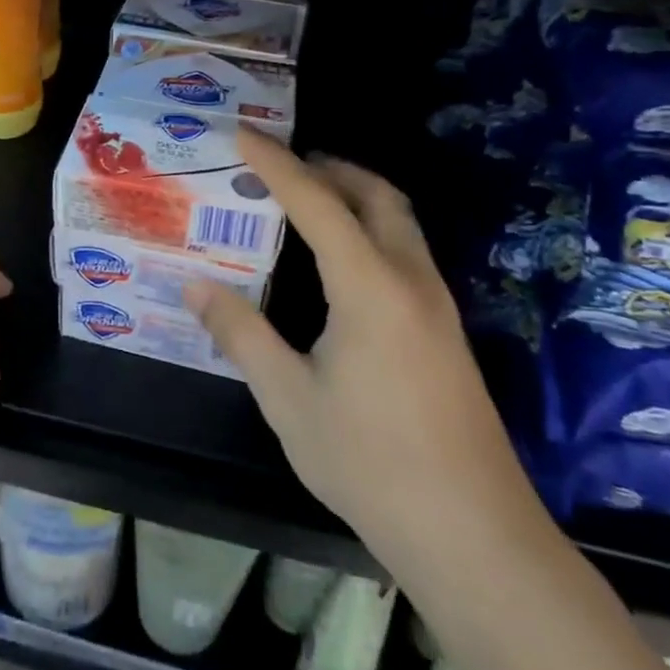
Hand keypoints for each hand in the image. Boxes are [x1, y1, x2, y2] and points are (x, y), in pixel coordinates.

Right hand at [185, 132, 542, 578]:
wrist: (474, 535)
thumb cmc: (370, 463)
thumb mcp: (288, 399)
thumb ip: (241, 334)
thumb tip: (195, 286)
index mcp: (369, 286)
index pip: (317, 202)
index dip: (277, 163)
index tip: (243, 133)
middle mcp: (411, 279)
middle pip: (376, 195)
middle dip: (329, 167)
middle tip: (281, 163)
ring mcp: (437, 305)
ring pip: (399, 221)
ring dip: (355, 195)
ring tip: (306, 200)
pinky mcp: (446, 331)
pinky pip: (405, 251)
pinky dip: (370, 228)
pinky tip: (340, 262)